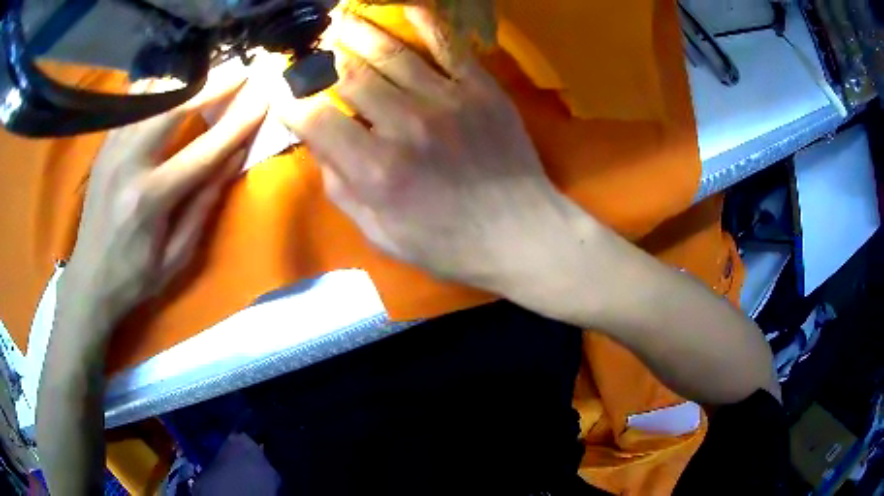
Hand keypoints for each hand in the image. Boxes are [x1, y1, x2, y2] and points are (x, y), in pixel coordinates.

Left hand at [63, 71, 267, 331]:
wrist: (89, 280)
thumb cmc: (136, 276)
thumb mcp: (177, 255)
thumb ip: (204, 204)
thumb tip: (233, 158)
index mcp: (149, 200)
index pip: (202, 153)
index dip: (237, 124)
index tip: (263, 100)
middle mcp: (128, 165)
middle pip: (173, 108)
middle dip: (212, 85)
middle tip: (240, 71)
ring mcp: (112, 150)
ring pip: (150, 97)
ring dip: (183, 83)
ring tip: (208, 76)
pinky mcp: (104, 147)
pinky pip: (132, 104)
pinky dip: (156, 89)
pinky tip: (171, 87)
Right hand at [279, 8, 586, 293]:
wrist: (520, 233)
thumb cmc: (448, 243)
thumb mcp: (381, 234)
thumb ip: (342, 188)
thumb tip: (318, 145)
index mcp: (375, 170)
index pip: (315, 118)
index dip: (292, 100)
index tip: (283, 90)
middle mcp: (405, 125)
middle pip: (348, 76)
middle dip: (321, 58)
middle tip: (309, 45)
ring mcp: (446, 100)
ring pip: (389, 53)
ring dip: (358, 32)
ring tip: (338, 18)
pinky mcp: (481, 89)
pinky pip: (448, 45)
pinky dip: (425, 21)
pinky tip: (406, 5)